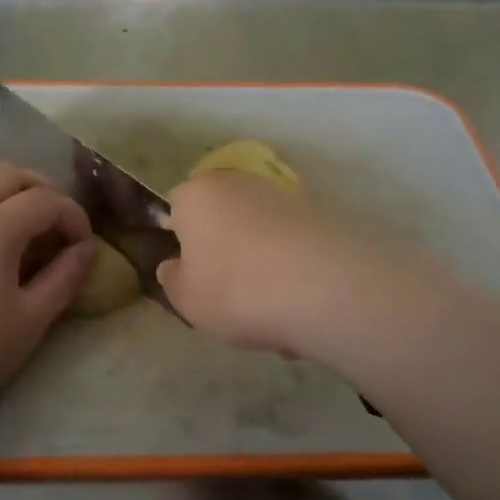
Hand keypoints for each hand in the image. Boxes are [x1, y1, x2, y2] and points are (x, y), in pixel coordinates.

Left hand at [0, 163, 96, 424]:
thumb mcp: (30, 321)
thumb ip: (65, 277)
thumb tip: (87, 249)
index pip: (46, 200)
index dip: (74, 216)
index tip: (84, 245)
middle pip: (10, 173)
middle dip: (44, 190)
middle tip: (59, 225)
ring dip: (9, 190)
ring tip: (25, 226)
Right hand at [156, 171, 394, 357]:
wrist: (326, 287)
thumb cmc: (236, 289)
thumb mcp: (186, 300)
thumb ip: (173, 280)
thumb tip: (174, 266)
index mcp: (198, 194)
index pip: (177, 207)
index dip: (181, 241)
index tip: (191, 275)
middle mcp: (239, 183)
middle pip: (223, 219)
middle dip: (226, 254)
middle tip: (231, 298)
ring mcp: (285, 196)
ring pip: (262, 237)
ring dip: (264, 269)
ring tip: (275, 316)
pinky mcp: (323, 215)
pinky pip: (295, 249)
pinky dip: (296, 273)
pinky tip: (304, 311)